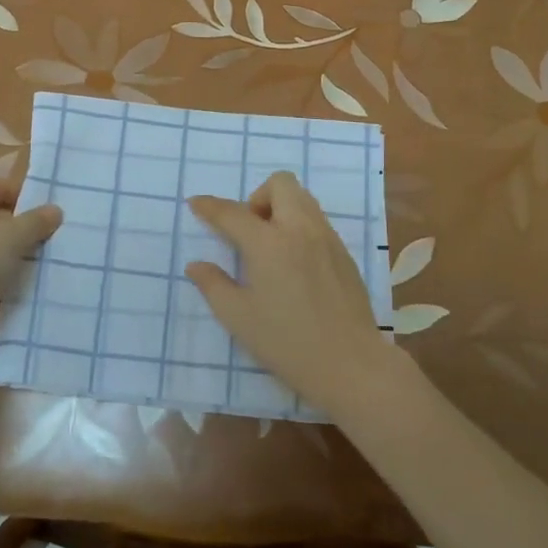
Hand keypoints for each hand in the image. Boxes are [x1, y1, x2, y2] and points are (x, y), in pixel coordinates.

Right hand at [185, 171, 397, 415]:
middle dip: (257, 197)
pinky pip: (317, 220)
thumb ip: (214, 285)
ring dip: (280, 208)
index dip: (210, 206)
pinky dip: (299, 226)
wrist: (351, 363)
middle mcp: (300, 230)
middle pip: (280, 184)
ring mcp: (327, 238)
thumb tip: (197, 265)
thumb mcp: (239, 318)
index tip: (196, 204)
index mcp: (269, 244)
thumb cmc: (288, 343)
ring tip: (270, 246)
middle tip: (248, 232)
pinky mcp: (344, 252)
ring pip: (303, 198)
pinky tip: (294, 263)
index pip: (232, 213)